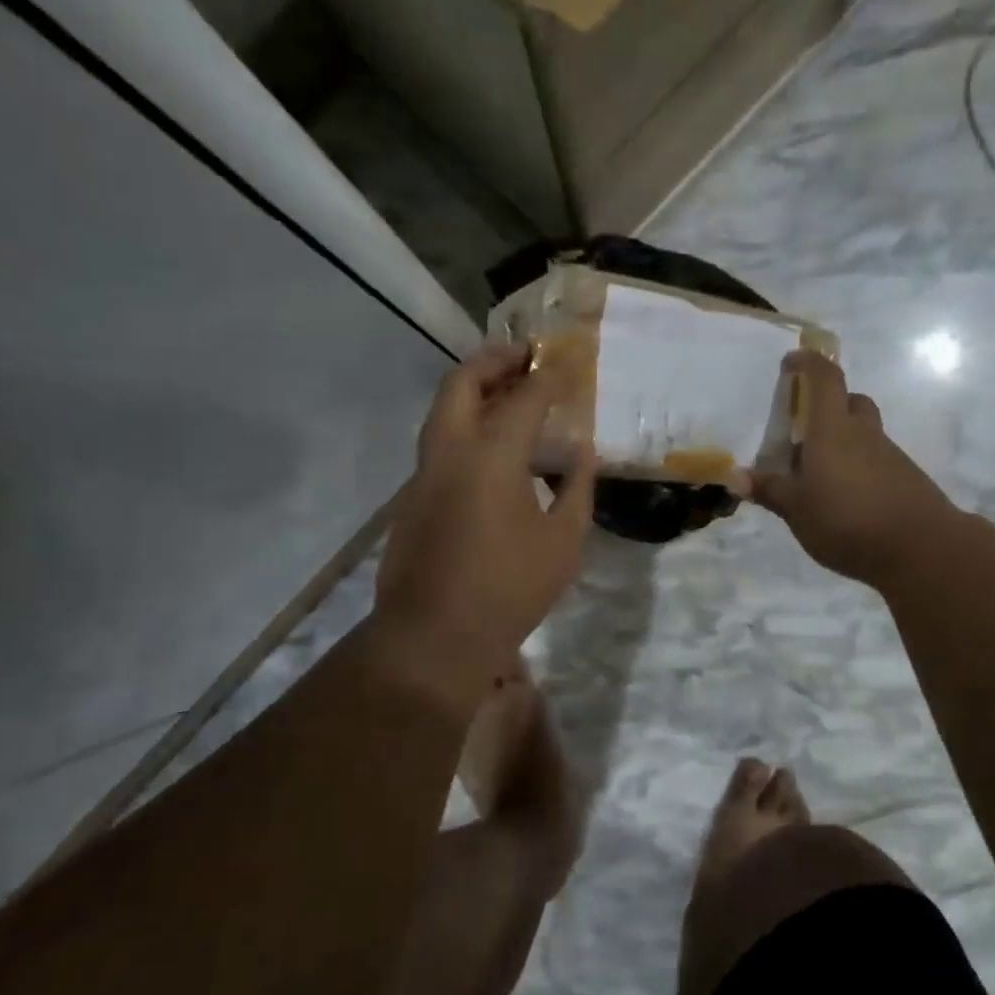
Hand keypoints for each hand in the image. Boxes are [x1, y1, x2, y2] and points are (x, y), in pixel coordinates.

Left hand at [372, 343, 596, 690]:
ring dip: (474, 392)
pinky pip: (440, 444)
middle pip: (462, 382)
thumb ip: (576, 489)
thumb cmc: (508, 588)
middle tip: (525, 357)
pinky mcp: (412, 499)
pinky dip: (465, 427)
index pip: (524, 397)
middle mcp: (449, 451)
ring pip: (443, 412)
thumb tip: (582, 453)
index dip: (550, 376)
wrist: (434, 637)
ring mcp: (423, 474)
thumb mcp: (562, 542)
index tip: (569, 363)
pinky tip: (492, 452)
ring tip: (511, 396)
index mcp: (491, 454)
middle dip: (494, 360)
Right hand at [751, 351, 955, 587]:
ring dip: (842, 440)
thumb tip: (736, 476)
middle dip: (827, 405)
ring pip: (863, 432)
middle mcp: (863, 433)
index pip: (824, 378)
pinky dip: (858, 466)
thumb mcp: (797, 510)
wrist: (922, 548)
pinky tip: (845, 498)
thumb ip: (769, 490)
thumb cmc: (847, 521)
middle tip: (803, 429)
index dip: (808, 363)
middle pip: (849, 401)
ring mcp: (889, 455)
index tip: (790, 362)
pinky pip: (875, 459)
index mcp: (832, 430)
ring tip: (818, 474)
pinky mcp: (905, 478)